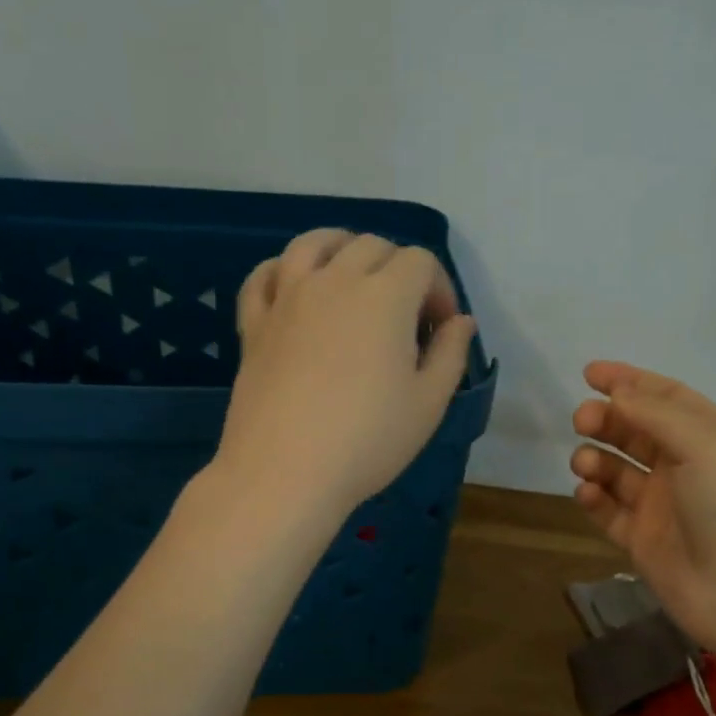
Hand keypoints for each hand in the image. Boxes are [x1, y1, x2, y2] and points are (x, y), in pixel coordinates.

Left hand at [218, 229, 476, 523]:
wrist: (285, 472)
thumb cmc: (368, 440)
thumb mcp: (428, 403)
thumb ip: (450, 354)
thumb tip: (461, 321)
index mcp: (385, 296)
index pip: (420, 262)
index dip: (440, 289)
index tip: (442, 330)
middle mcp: (335, 281)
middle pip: (371, 246)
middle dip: (399, 268)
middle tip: (406, 315)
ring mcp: (288, 297)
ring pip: (314, 243)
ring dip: (342, 248)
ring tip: (353, 276)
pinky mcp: (254, 323)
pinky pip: (263, 276)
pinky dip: (283, 271)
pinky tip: (294, 288)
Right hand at [571, 362, 715, 646]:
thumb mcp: (705, 444)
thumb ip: (656, 414)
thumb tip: (618, 393)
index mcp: (711, 437)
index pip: (665, 397)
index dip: (628, 381)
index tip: (589, 373)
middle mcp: (686, 467)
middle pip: (635, 431)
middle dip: (606, 420)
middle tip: (582, 421)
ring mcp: (663, 506)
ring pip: (616, 470)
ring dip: (595, 459)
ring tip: (586, 464)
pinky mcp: (642, 541)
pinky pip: (609, 511)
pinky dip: (594, 498)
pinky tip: (588, 494)